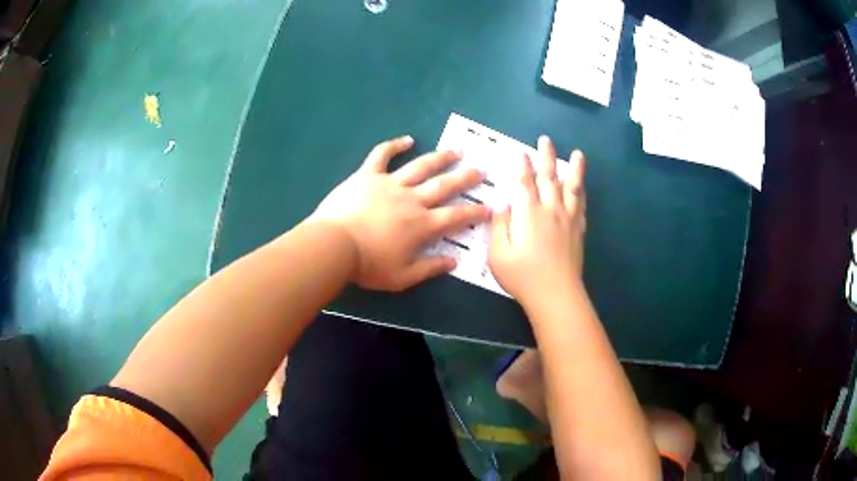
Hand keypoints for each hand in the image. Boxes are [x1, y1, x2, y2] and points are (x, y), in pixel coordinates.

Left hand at [312, 135, 490, 290]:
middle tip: (481, 170)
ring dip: (440, 158)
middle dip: (466, 178)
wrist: (334, 245)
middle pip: (444, 185)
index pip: (456, 216)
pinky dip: (394, 145)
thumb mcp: (402, 277)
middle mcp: (412, 200)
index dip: (475, 212)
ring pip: (421, 166)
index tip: (490, 206)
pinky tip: (407, 139)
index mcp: (422, 225)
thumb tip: (455, 261)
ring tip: (456, 150)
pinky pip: (382, 155)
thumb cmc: (368, 265)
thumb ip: (430, 268)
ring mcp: (390, 184)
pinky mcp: (368, 175)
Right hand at [488, 136, 586, 309]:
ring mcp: (567, 220)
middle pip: (550, 177)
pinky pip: (581, 206)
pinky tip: (582, 188)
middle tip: (546, 140)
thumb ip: (499, 226)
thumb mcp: (497, 254)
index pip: (524, 182)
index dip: (521, 165)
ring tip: (578, 154)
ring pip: (572, 188)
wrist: (555, 294)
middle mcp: (550, 210)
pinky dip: (581, 193)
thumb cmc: (522, 276)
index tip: (520, 151)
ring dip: (574, 169)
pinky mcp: (578, 231)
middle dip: (546, 157)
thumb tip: (502, 204)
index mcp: (528, 213)